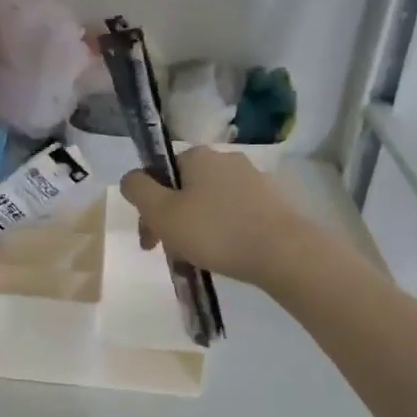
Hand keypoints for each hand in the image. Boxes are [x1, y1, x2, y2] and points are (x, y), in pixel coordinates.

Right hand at [119, 148, 303, 285]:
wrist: (285, 253)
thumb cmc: (215, 231)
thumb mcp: (162, 212)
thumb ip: (138, 190)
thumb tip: (131, 178)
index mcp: (198, 155)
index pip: (160, 175)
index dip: (148, 208)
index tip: (150, 241)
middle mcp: (227, 160)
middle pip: (184, 190)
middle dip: (172, 221)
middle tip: (172, 254)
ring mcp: (254, 180)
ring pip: (210, 205)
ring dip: (197, 229)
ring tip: (198, 260)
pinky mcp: (274, 203)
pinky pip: (235, 216)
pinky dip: (224, 233)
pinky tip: (225, 257)